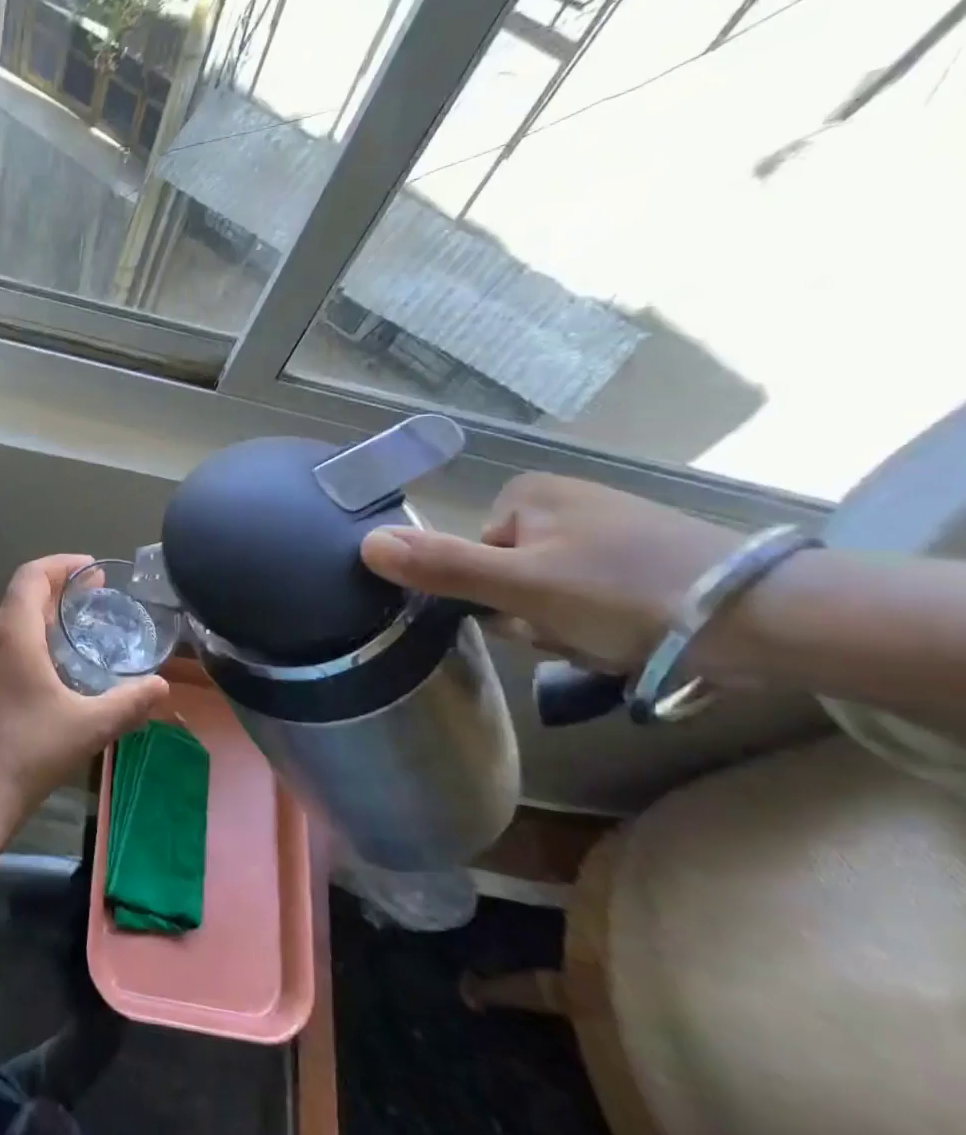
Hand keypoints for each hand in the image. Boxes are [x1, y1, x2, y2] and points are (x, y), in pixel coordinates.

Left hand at [0, 555, 169, 830]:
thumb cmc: (29, 751)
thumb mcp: (89, 726)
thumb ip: (129, 702)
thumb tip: (162, 685)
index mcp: (13, 633)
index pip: (32, 575)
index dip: (63, 564)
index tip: (93, 568)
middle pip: (23, 594)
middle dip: (60, 588)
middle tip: (97, 594)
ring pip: (12, 620)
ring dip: (45, 614)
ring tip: (81, 625)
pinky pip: (5, 644)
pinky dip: (32, 637)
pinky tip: (55, 665)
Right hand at [358, 474, 742, 672]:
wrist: (771, 619)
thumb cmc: (625, 593)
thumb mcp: (520, 586)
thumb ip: (440, 566)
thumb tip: (363, 543)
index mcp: (527, 495)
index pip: (471, 556)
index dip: (492, 598)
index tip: (529, 617)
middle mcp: (563, 502)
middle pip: (508, 577)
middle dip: (532, 617)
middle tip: (573, 632)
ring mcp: (608, 529)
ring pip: (548, 596)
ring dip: (567, 629)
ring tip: (611, 640)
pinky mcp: (646, 558)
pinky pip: (592, 599)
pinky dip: (604, 626)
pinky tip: (634, 638)